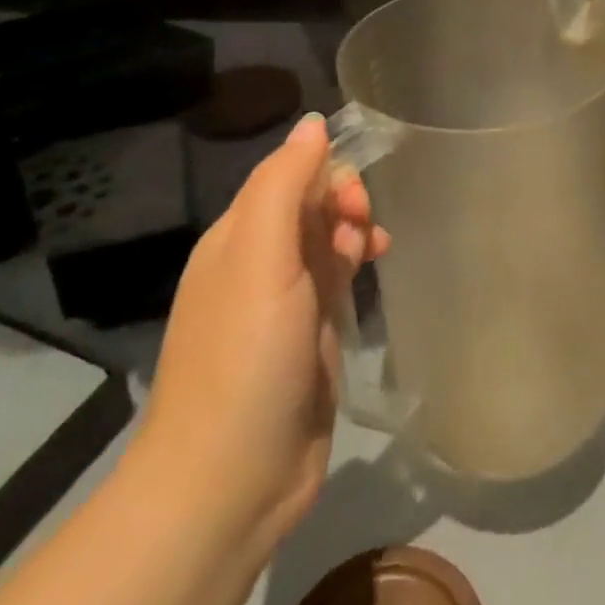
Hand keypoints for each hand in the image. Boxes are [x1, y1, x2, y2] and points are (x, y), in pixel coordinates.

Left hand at [133, 113, 388, 543]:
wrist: (230, 481)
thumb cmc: (246, 357)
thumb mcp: (260, 258)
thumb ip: (284, 184)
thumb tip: (312, 123)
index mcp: (237, 239)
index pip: (285, 174)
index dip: (324, 171)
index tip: (353, 198)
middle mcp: (257, 264)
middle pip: (309, 203)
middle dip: (343, 201)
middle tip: (363, 229)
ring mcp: (283, 303)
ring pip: (326, 239)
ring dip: (353, 230)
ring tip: (374, 249)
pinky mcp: (308, 337)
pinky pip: (335, 279)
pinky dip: (355, 263)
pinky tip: (374, 268)